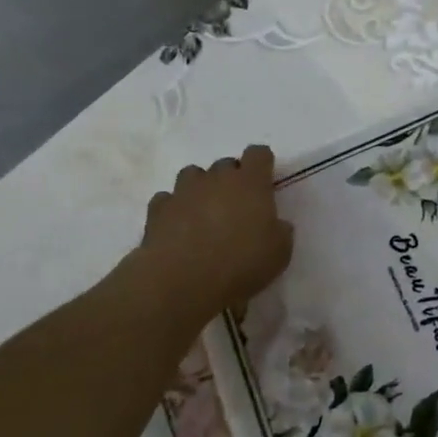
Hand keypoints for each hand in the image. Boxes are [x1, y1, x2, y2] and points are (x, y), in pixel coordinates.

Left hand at [123, 146, 293, 322]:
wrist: (183, 282)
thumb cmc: (241, 264)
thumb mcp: (280, 252)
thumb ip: (280, 230)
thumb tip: (275, 224)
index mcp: (251, 183)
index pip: (258, 154)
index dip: (262, 164)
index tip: (264, 181)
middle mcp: (216, 179)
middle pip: (226, 163)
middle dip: (232, 179)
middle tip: (236, 206)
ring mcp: (184, 192)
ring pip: (193, 174)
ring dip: (201, 187)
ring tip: (205, 212)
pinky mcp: (157, 210)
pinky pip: (167, 199)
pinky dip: (174, 208)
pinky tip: (178, 227)